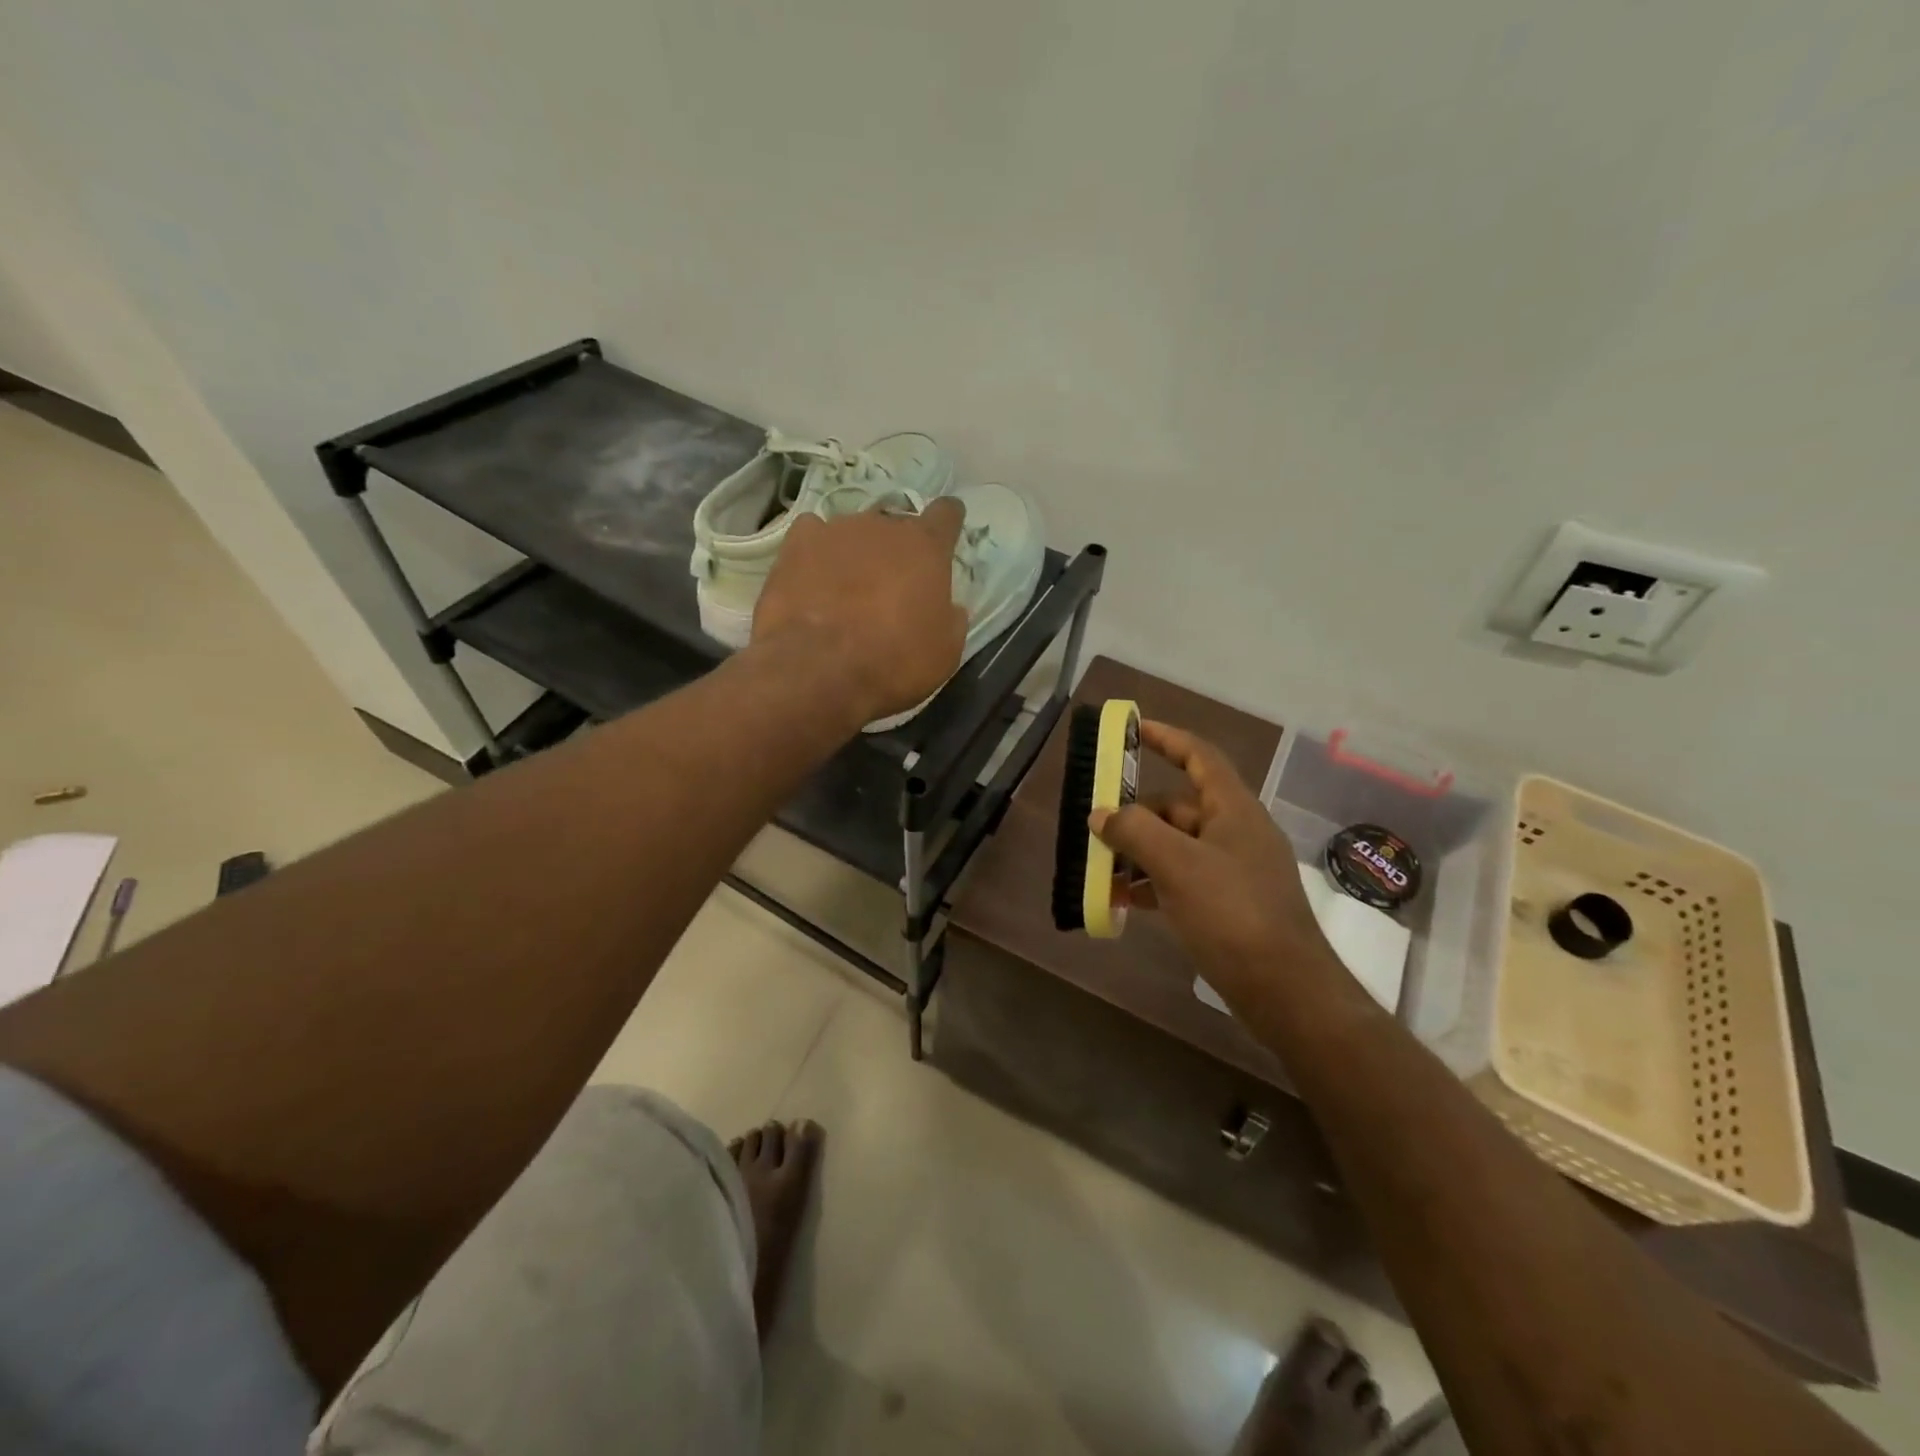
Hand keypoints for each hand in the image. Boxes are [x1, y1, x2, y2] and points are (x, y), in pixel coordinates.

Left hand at [752, 498, 967, 726]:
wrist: (819, 669)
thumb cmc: (894, 662)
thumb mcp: (944, 651)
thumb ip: (950, 618)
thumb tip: (948, 606)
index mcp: (926, 547)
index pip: (946, 514)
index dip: (948, 522)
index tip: (945, 534)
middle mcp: (883, 525)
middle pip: (895, 525)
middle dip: (895, 551)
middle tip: (889, 588)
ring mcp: (836, 530)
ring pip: (853, 532)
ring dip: (855, 554)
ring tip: (844, 591)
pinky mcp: (796, 544)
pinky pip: (812, 535)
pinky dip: (815, 552)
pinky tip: (811, 577)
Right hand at [1092, 721, 1343, 1015]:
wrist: (1286, 991)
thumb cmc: (1233, 915)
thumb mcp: (1177, 866)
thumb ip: (1134, 831)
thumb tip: (1101, 814)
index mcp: (1233, 809)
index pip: (1199, 756)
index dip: (1167, 738)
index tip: (1133, 729)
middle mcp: (1235, 832)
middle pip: (1177, 807)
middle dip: (1135, 814)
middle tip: (1093, 825)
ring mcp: (1233, 870)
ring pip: (1176, 846)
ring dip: (1137, 853)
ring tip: (1098, 868)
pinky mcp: (1228, 905)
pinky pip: (1181, 879)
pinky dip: (1151, 884)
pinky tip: (1122, 900)